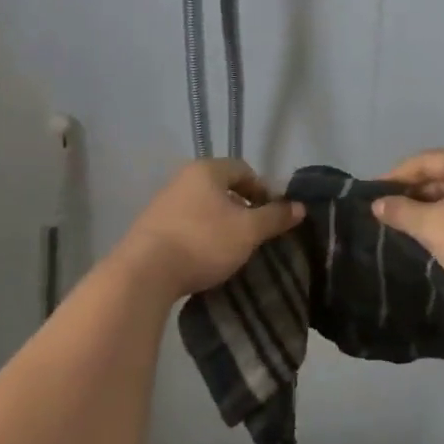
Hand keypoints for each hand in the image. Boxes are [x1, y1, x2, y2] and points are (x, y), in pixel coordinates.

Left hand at [119, 159, 302, 299]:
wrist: (144, 274)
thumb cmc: (203, 242)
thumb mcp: (248, 231)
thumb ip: (275, 217)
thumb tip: (300, 207)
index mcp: (207, 170)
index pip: (243, 170)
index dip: (262, 190)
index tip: (271, 216)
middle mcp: (182, 179)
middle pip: (221, 188)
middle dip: (240, 208)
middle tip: (253, 233)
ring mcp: (162, 203)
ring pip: (202, 207)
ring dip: (219, 223)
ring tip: (231, 248)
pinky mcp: (149, 228)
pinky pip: (184, 224)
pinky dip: (199, 236)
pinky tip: (204, 257)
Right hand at [371, 147, 443, 300]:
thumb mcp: (432, 226)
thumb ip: (401, 211)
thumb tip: (377, 204)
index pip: (422, 161)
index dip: (394, 178)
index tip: (371, 197)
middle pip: (438, 174)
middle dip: (411, 194)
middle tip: (384, 214)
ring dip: (428, 208)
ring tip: (402, 227)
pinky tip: (431, 235)